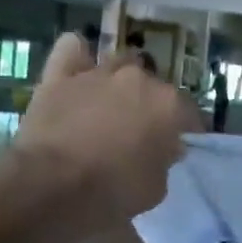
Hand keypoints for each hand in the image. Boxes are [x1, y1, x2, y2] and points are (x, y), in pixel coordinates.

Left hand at [13, 33, 199, 222]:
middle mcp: (138, 79)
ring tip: (110, 103)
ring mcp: (98, 73)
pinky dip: (78, 56)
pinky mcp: (60, 75)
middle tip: (140, 131)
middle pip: (153, 86)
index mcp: (168, 105)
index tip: (178, 145)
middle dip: (150, 105)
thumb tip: (164, 148)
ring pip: (118, 64)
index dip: (185, 130)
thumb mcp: (156, 189)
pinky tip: (78, 69)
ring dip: (119, 81)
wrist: (52, 184)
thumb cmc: (113, 191)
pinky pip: (72, 50)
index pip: (188, 112)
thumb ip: (164, 161)